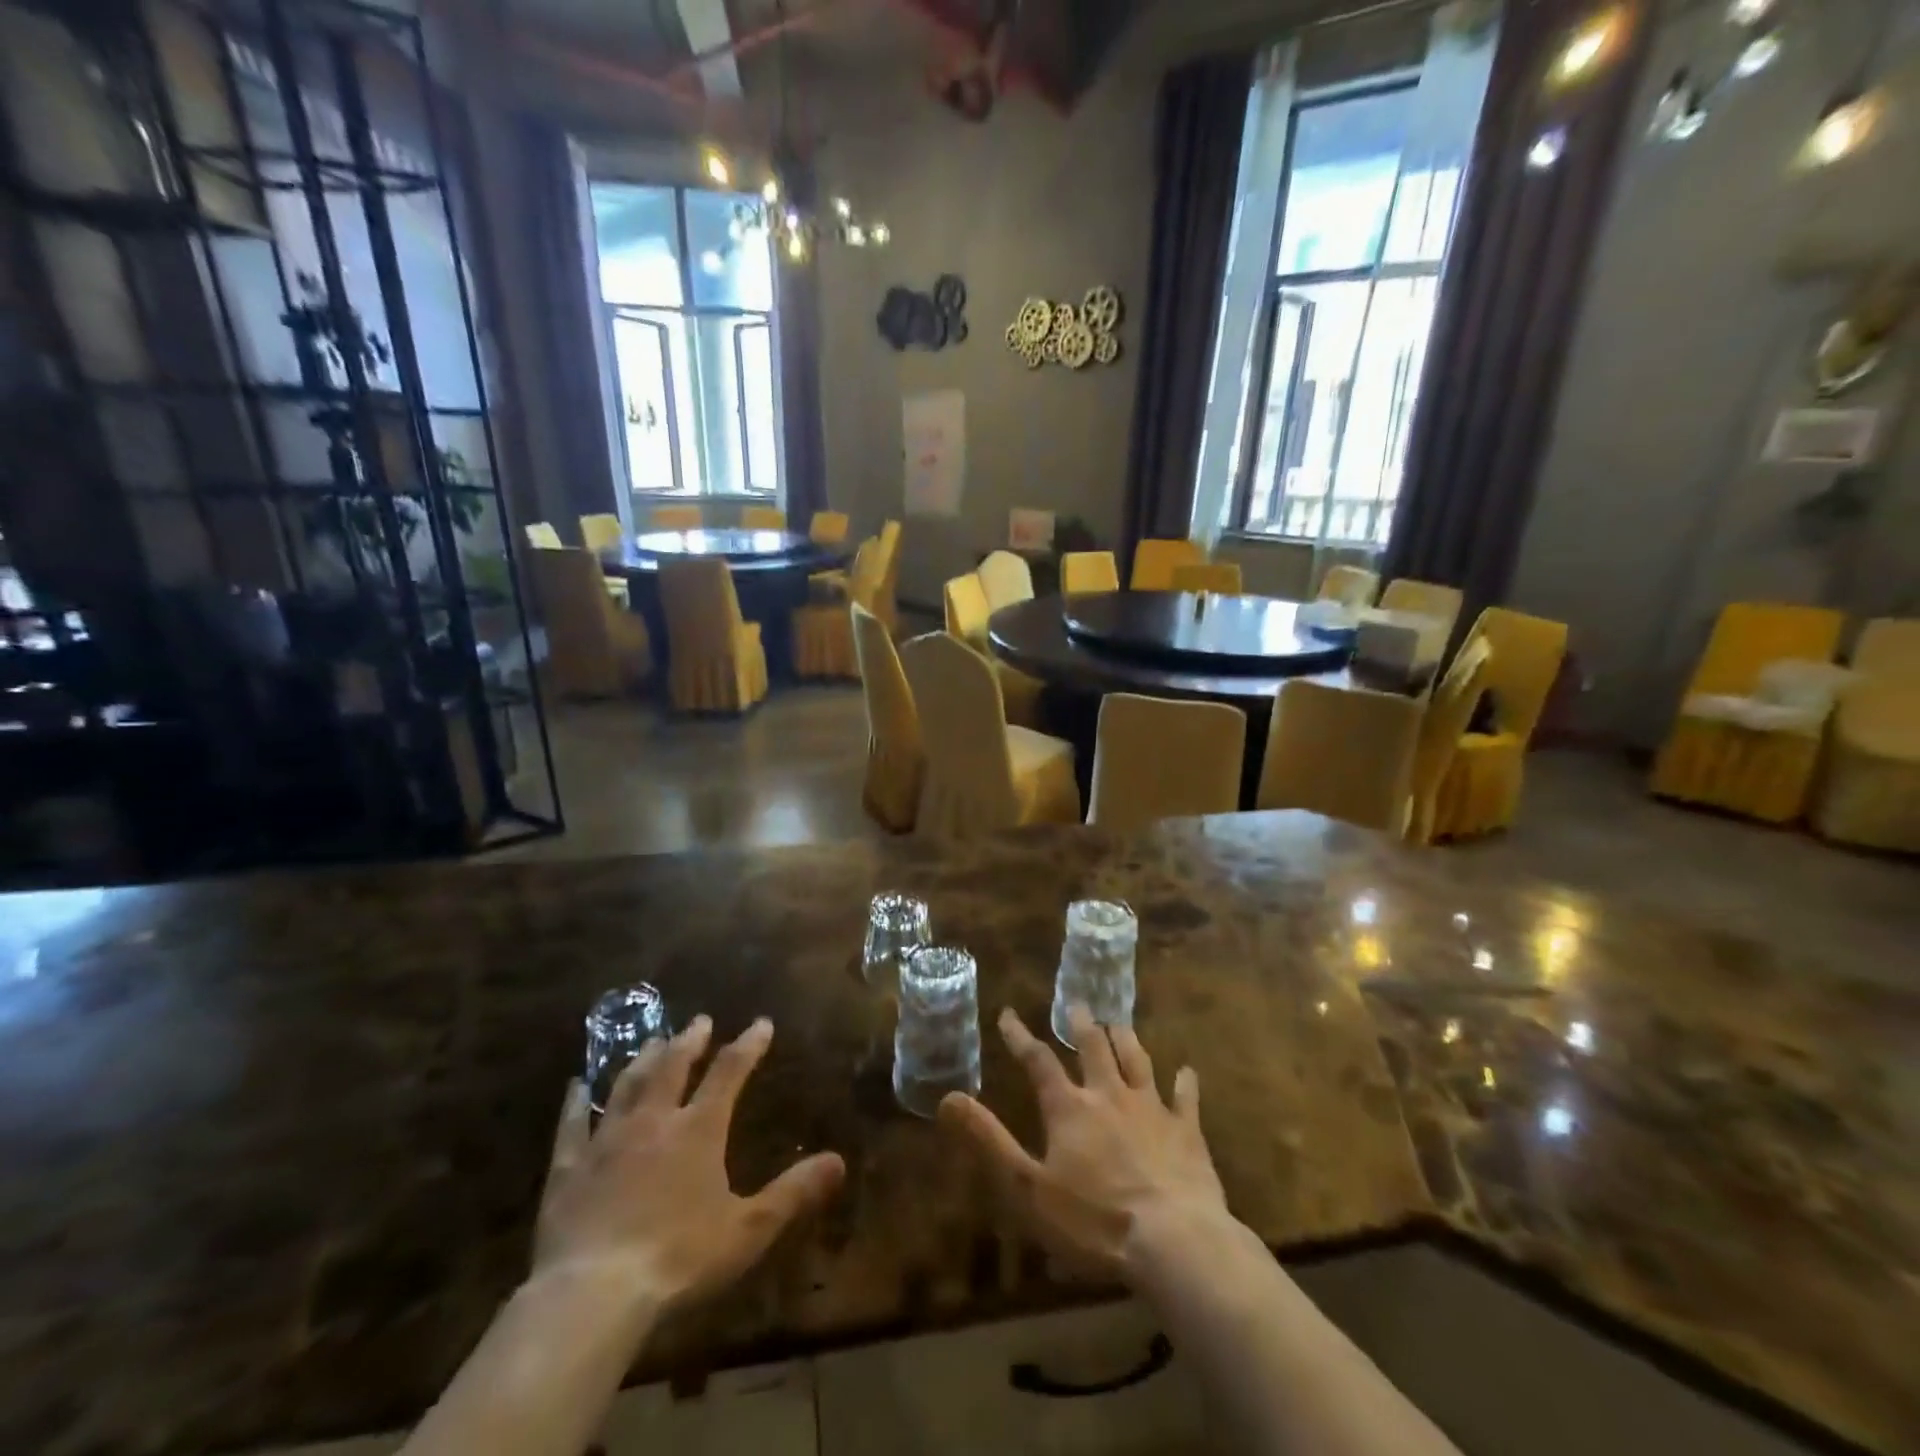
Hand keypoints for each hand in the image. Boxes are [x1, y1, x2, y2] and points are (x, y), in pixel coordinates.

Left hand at [533, 1016, 845, 1315]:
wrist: (592, 1296)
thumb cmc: (679, 1260)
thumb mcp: (748, 1229)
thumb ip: (794, 1192)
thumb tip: (839, 1160)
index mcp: (699, 1130)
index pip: (729, 1073)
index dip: (748, 1045)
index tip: (760, 1023)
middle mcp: (654, 1121)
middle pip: (673, 1067)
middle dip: (689, 1041)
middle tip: (699, 1021)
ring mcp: (606, 1141)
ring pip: (627, 1086)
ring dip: (642, 1060)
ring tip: (651, 1041)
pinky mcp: (567, 1169)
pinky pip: (571, 1126)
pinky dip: (575, 1103)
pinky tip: (576, 1085)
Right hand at [939, 1005, 1229, 1279]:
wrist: (1175, 1241)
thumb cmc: (1094, 1222)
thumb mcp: (1026, 1187)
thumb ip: (988, 1140)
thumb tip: (948, 1097)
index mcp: (1070, 1109)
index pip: (1038, 1062)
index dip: (1020, 1037)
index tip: (1008, 1015)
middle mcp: (1109, 1095)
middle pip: (1094, 1048)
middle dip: (1082, 1024)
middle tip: (1077, 1002)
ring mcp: (1152, 1109)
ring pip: (1137, 1060)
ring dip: (1126, 1039)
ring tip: (1118, 1021)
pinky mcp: (1187, 1131)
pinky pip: (1185, 1098)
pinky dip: (1184, 1083)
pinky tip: (1187, 1071)